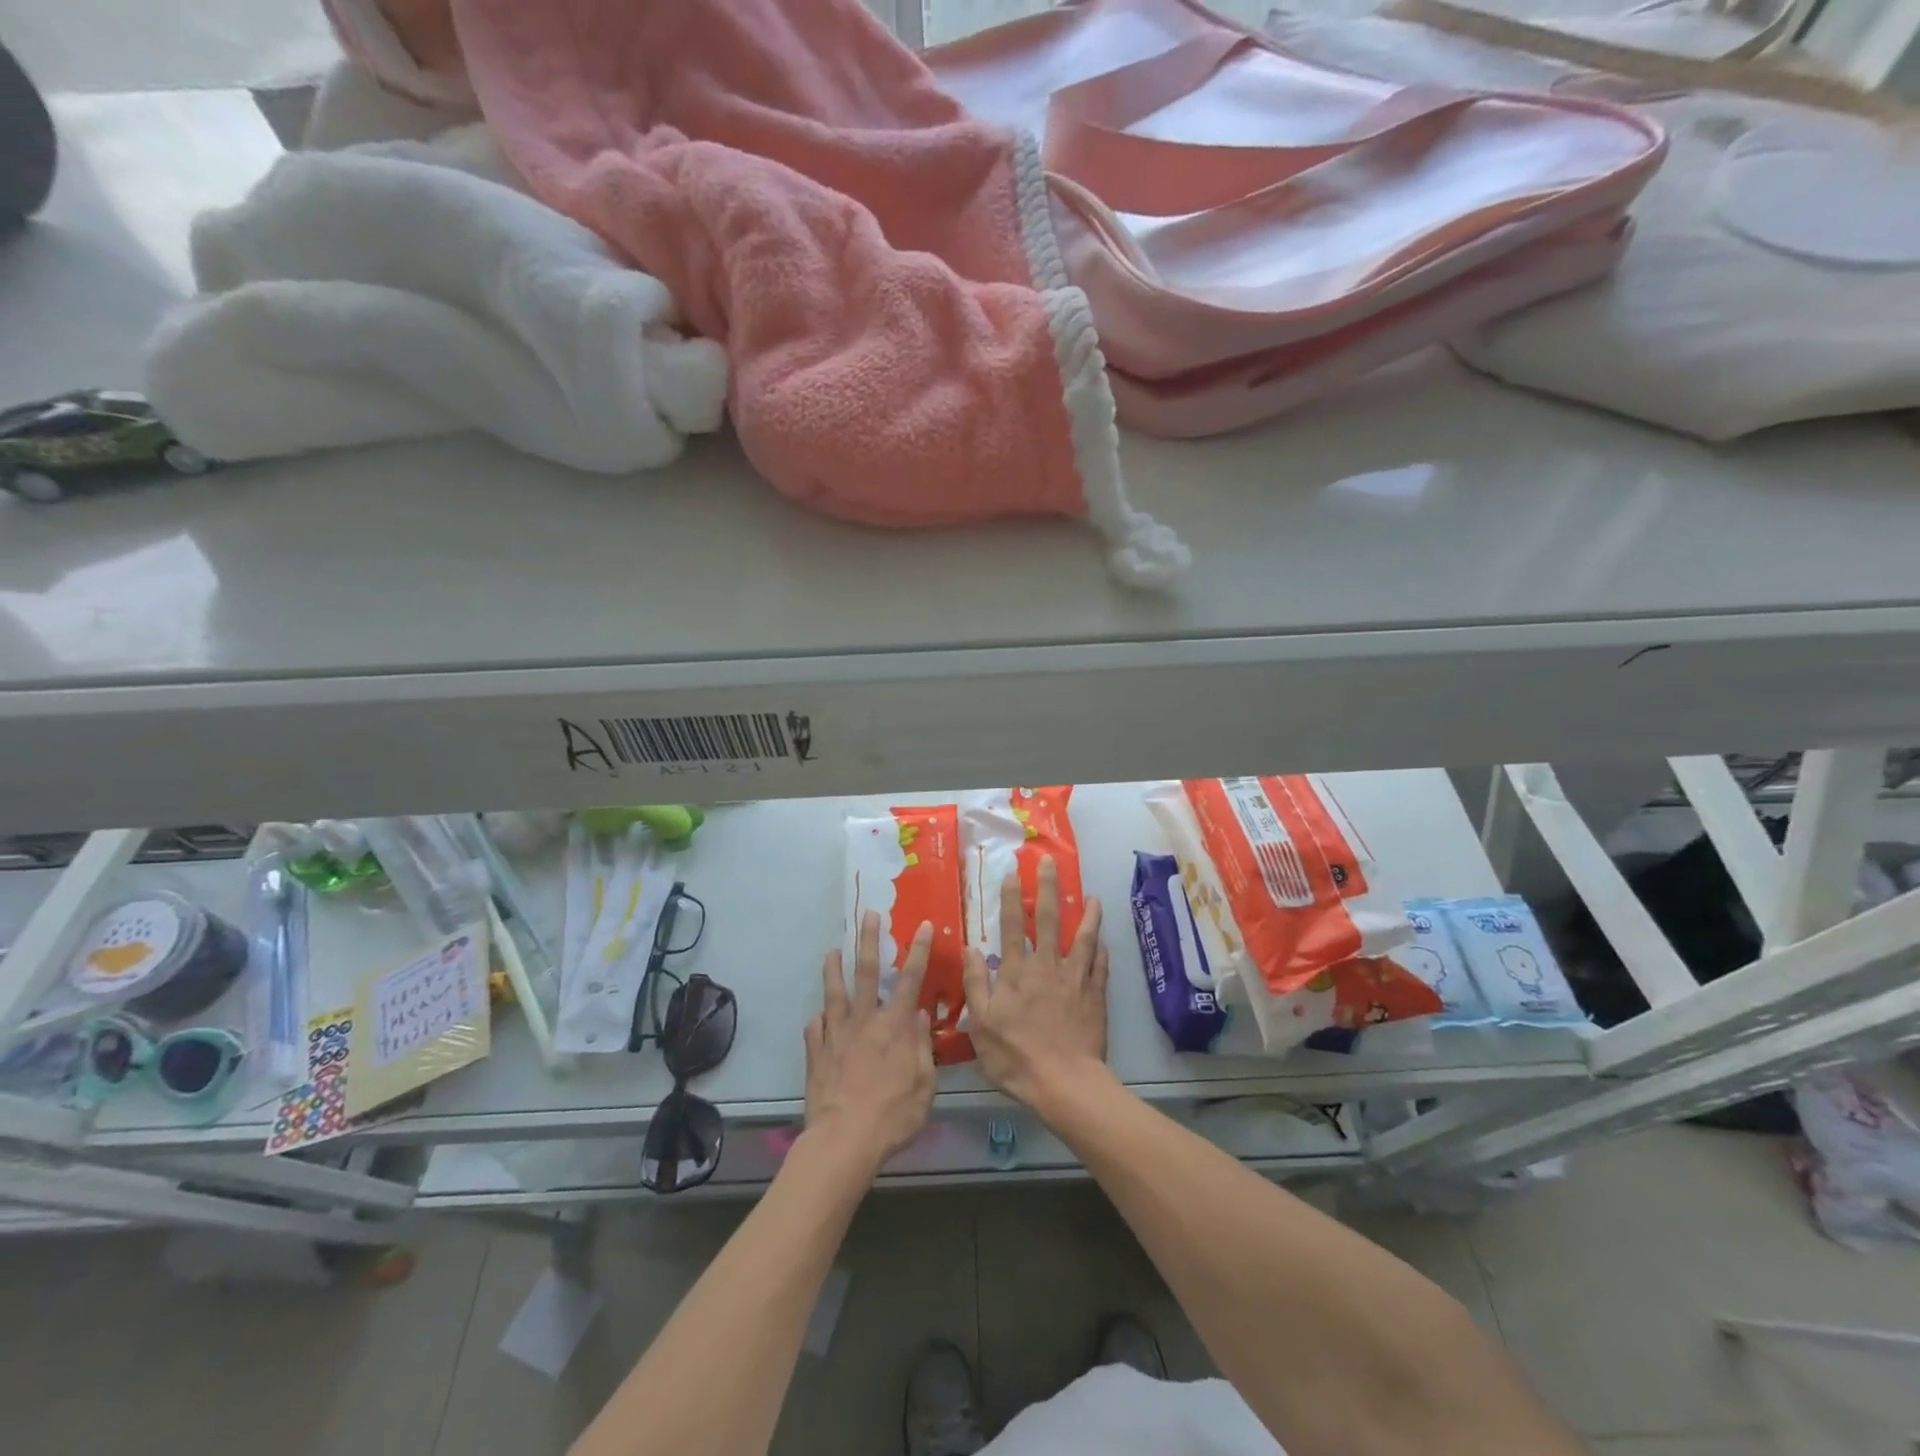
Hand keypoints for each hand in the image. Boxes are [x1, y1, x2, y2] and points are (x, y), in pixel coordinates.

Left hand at [803, 911, 936, 1173]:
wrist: (844, 1140)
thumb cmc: (894, 1115)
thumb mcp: (925, 1084)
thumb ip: (922, 1046)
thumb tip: (919, 1014)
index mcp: (895, 1026)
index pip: (911, 979)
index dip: (919, 950)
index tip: (923, 925)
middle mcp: (864, 1021)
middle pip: (866, 972)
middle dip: (868, 941)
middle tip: (867, 915)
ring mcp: (836, 1035)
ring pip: (833, 994)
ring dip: (833, 970)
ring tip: (831, 950)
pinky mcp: (816, 1054)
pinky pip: (814, 1029)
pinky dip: (817, 1021)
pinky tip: (817, 1017)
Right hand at [962, 856, 1109, 1113]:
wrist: (1064, 1082)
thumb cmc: (1015, 1056)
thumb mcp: (980, 1024)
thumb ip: (976, 983)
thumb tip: (971, 949)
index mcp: (1016, 972)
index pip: (1011, 925)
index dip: (1011, 896)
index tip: (1012, 871)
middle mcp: (1046, 966)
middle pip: (1048, 920)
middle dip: (1048, 888)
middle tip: (1050, 862)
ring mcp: (1075, 979)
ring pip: (1083, 938)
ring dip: (1088, 915)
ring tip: (1093, 897)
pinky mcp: (1095, 995)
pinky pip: (1100, 967)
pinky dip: (1103, 952)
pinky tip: (1105, 942)